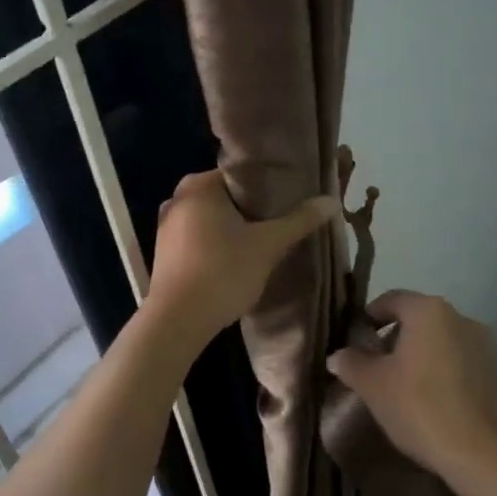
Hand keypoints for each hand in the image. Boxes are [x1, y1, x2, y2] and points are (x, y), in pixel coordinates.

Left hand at [146, 171, 337, 342]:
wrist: (177, 321)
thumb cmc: (223, 272)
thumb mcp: (268, 245)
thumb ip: (299, 220)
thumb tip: (332, 201)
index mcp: (199, 185)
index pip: (241, 174)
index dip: (269, 185)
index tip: (292, 198)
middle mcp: (178, 198)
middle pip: (227, 196)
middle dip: (254, 209)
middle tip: (283, 221)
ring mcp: (166, 226)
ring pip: (213, 219)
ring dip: (236, 228)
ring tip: (266, 240)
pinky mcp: (164, 252)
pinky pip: (200, 238)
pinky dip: (219, 243)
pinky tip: (238, 259)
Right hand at [325, 291, 496, 480]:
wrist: (477, 453)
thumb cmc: (418, 406)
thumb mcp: (373, 385)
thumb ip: (351, 363)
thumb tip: (337, 356)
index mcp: (428, 311)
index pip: (391, 300)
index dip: (369, 316)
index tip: (355, 338)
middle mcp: (459, 317)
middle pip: (417, 318)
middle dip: (393, 336)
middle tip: (373, 363)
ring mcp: (481, 344)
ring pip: (438, 338)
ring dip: (418, 352)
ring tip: (399, 382)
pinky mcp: (493, 370)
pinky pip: (457, 359)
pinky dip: (439, 368)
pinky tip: (427, 396)